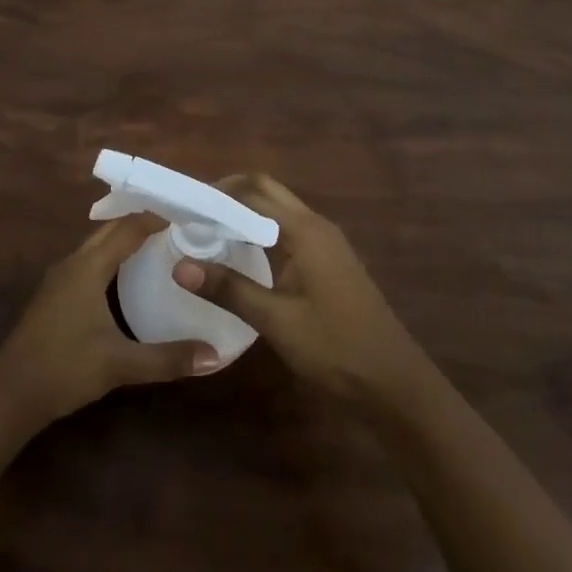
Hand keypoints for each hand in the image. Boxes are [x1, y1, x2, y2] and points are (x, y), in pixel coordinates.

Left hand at [0, 214, 218, 431]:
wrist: (9, 396)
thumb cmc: (64, 369)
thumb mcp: (120, 365)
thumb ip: (167, 359)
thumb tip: (214, 356)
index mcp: (87, 267)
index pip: (127, 228)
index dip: (155, 218)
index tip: (187, 216)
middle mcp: (72, 264)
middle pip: (109, 230)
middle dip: (141, 223)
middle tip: (179, 227)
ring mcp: (59, 280)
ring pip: (96, 246)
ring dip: (124, 240)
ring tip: (160, 246)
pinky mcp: (54, 297)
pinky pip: (88, 263)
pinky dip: (111, 259)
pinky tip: (127, 279)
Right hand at [173, 174, 423, 405]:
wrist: (392, 381)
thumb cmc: (335, 348)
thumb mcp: (276, 321)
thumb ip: (228, 289)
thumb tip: (179, 266)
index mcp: (304, 231)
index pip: (252, 195)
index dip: (216, 196)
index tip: (182, 208)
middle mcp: (316, 225)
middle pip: (266, 190)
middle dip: (229, 194)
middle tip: (194, 215)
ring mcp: (326, 241)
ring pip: (278, 208)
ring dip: (245, 211)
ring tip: (208, 231)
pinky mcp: (328, 259)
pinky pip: (288, 228)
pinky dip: (260, 229)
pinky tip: (242, 254)